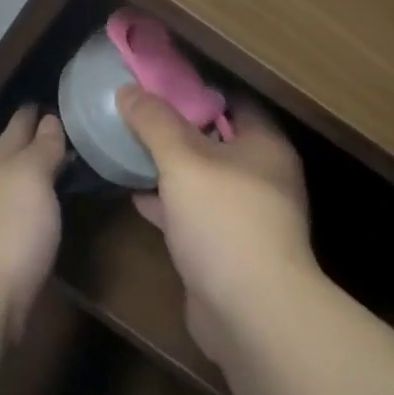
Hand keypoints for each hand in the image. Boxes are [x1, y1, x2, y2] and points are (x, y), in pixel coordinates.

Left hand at [0, 106, 65, 339]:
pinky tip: (43, 215)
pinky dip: (31, 209)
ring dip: (31, 177)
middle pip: (10, 158)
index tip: (45, 100)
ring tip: (57, 168)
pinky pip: (18, 219)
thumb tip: (48, 119)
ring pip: (13, 189)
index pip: (17, 129)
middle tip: (58, 128)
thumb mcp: (31, 179)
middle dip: (29, 142)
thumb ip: (41, 150)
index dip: (30, 114)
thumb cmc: (9, 230)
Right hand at [118, 86, 316, 363]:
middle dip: (177, 126)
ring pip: (202, 178)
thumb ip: (155, 122)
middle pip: (215, 138)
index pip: (234, 100)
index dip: (198, 87)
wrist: (251, 314)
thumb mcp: (183, 160)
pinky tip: (135, 194)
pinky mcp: (227, 249)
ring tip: (129, 146)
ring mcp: (246, 216)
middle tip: (137, 111)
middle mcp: (262, 176)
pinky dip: (168, 202)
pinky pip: (193, 213)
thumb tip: (128, 90)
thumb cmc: (225, 220)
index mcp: (264, 146)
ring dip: (170, 166)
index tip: (159, 80)